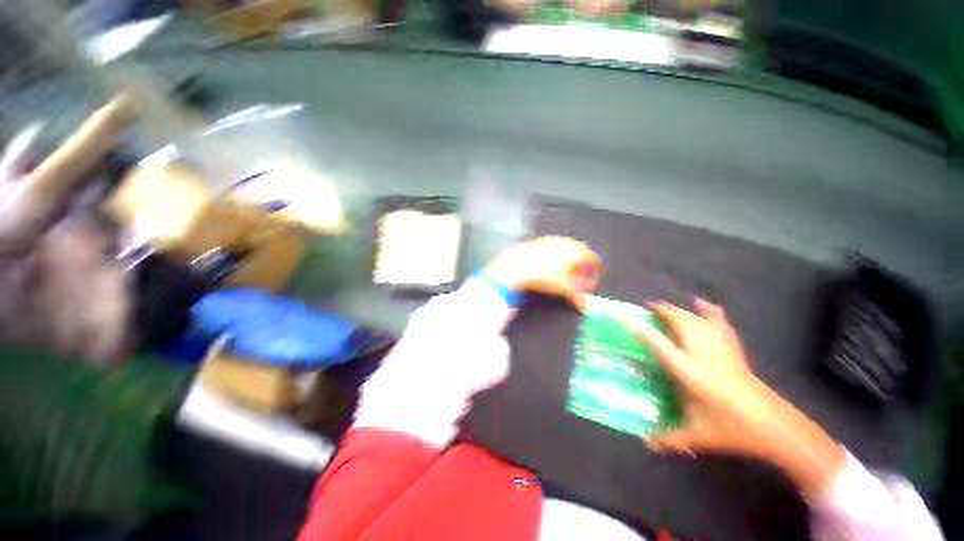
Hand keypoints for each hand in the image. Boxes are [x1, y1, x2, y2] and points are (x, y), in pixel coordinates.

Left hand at [484, 236, 600, 310]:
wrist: (516, 267)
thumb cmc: (543, 276)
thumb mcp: (563, 288)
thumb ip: (577, 297)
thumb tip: (585, 307)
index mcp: (576, 250)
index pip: (594, 259)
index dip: (594, 274)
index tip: (589, 285)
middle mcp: (566, 242)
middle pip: (581, 254)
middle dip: (581, 269)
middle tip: (577, 282)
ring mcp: (552, 240)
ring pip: (566, 251)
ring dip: (568, 264)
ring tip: (563, 277)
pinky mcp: (539, 242)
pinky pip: (553, 250)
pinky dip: (555, 259)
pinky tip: (548, 270)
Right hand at [627, 299, 845, 497]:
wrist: (775, 427)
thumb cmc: (731, 429)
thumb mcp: (696, 435)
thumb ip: (668, 438)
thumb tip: (644, 442)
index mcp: (689, 372)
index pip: (658, 344)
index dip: (639, 328)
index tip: (622, 316)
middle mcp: (703, 354)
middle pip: (681, 323)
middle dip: (662, 312)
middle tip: (647, 311)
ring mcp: (721, 350)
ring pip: (698, 320)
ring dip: (680, 312)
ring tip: (666, 310)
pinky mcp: (734, 350)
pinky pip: (720, 323)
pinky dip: (710, 311)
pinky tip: (703, 303)